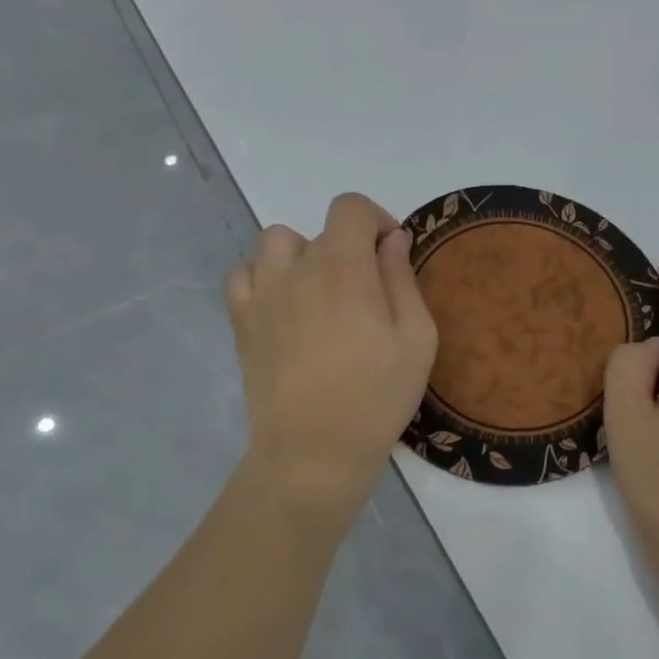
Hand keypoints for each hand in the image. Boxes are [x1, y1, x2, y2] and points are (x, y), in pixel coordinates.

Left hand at [226, 193, 437, 533]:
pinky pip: (242, 276)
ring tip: (320, 293)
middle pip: (321, 229)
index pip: (350, 207)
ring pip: (276, 243)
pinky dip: (262, 278)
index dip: (376, 219)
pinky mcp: (241, 322)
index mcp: (344, 267)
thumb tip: (392, 240)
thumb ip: (403, 279)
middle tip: (365, 292)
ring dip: (302, 255)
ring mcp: (262, 294)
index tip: (390, 253)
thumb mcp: (416, 338)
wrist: (313, 452)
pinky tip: (284, 306)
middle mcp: (297, 268)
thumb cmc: (376, 396)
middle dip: (349, 248)